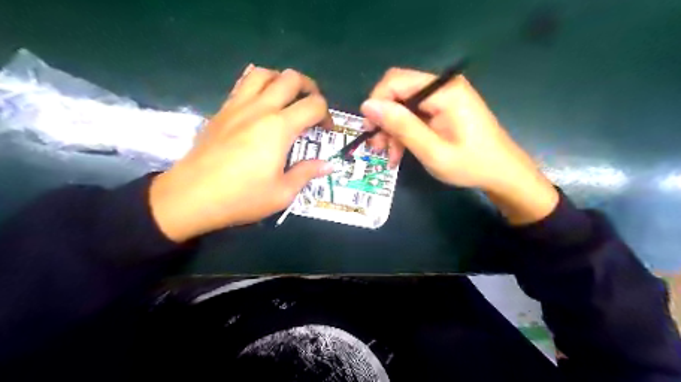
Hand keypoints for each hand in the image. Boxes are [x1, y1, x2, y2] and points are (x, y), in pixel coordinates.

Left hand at [148, 65, 334, 241]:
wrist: (191, 197)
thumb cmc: (241, 197)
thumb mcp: (282, 193)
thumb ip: (306, 173)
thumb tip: (328, 165)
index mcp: (279, 128)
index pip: (314, 105)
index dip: (327, 115)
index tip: (326, 131)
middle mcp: (260, 109)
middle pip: (291, 79)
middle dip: (310, 88)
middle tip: (312, 107)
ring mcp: (238, 106)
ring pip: (264, 73)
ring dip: (281, 80)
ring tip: (287, 98)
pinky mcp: (222, 110)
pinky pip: (242, 84)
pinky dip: (258, 84)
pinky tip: (261, 101)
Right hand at [362, 67, 557, 223]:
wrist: (502, 173)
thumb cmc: (470, 165)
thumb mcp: (432, 151)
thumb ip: (401, 126)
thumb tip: (368, 105)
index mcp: (443, 91)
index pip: (396, 81)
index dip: (377, 103)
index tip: (370, 131)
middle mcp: (443, 86)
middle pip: (398, 92)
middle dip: (384, 120)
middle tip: (377, 148)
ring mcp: (444, 96)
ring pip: (403, 105)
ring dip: (392, 129)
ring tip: (390, 155)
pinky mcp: (444, 107)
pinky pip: (414, 113)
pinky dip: (404, 132)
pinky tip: (400, 151)